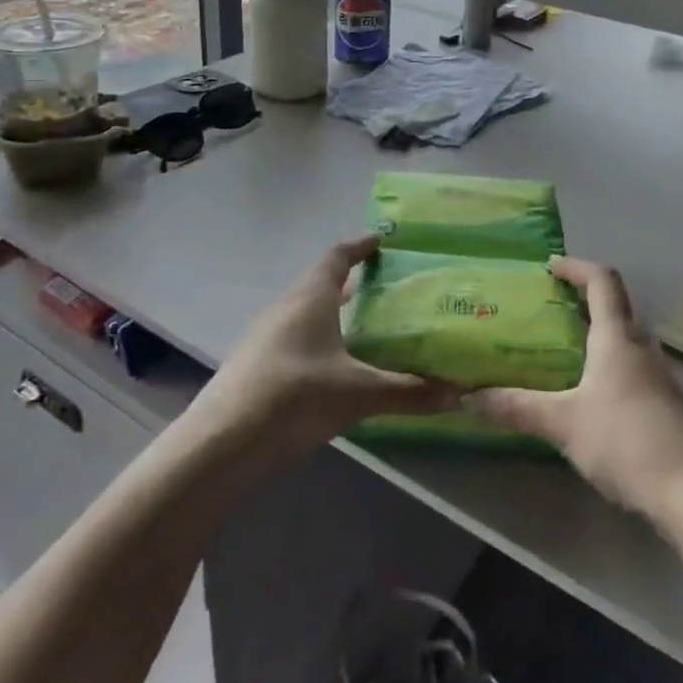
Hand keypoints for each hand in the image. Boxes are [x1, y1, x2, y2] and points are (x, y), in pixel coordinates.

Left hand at [197, 236, 460, 461]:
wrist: (222, 443)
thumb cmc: (295, 397)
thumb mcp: (358, 394)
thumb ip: (408, 392)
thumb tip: (460, 394)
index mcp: (310, 297)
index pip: (337, 256)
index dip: (360, 245)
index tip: (382, 239)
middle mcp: (286, 307)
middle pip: (321, 282)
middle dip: (351, 282)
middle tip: (386, 287)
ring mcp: (266, 335)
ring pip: (306, 311)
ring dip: (334, 312)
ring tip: (366, 324)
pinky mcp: (256, 363)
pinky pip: (295, 336)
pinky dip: (319, 338)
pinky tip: (335, 365)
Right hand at [466, 257, 682, 516]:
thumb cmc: (626, 441)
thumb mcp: (563, 423)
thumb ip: (517, 408)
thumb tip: (468, 397)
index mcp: (617, 338)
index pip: (601, 281)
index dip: (576, 267)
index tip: (550, 266)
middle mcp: (641, 347)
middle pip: (617, 305)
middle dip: (585, 297)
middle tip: (550, 305)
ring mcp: (659, 376)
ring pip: (627, 337)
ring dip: (598, 331)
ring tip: (564, 346)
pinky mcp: (666, 404)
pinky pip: (633, 366)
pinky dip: (609, 362)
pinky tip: (591, 391)